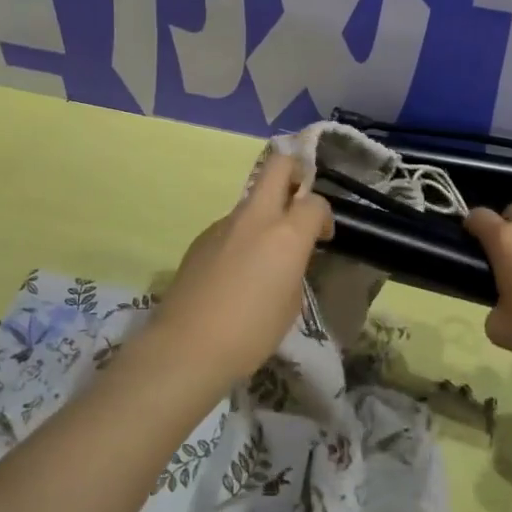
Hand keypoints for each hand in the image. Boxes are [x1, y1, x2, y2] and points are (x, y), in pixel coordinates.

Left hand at [151, 151, 333, 381]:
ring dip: (265, 214)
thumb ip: (294, 267)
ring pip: (252, 200)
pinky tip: (234, 273)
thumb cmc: (251, 332)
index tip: (322, 238)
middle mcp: (256, 218)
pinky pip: (231, 226)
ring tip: (262, 256)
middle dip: (294, 172)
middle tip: (298, 201)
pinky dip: (241, 238)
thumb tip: (287, 256)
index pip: (315, 202)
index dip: (324, 216)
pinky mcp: (201, 238)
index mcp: (286, 234)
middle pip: (278, 166)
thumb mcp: (291, 304)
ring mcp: (224, 224)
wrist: (187, 346)